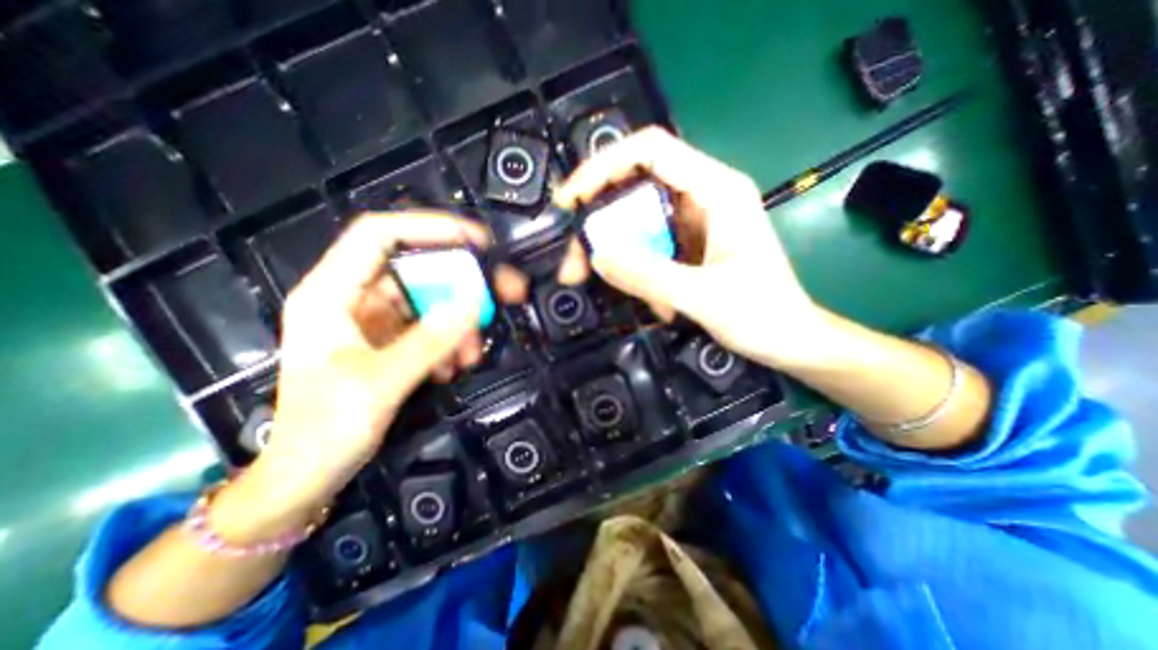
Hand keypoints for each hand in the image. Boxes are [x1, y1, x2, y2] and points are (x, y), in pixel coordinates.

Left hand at [210, 210, 528, 538]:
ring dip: (457, 323)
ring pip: (429, 302)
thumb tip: (473, 304)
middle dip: (459, 284)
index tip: (475, 240)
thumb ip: (429, 342)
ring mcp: (374, 321)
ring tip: (470, 353)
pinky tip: (454, 365)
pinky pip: (430, 328)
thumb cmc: (324, 430)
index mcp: (331, 294)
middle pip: (416, 270)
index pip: (379, 236)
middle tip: (498, 295)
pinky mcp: (390, 341)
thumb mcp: (380, 383)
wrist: (307, 476)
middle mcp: (353, 299)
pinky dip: (449, 341)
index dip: (428, 228)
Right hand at [553, 126, 816, 370]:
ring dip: (611, 250)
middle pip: (634, 187)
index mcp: (717, 190)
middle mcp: (703, 195)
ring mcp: (693, 221)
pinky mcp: (687, 245)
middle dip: (597, 221)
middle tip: (574, 261)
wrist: (789, 339)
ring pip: (636, 219)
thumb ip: (648, 276)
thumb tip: (597, 256)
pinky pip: (646, 245)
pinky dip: (633, 269)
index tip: (569, 201)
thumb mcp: (703, 296)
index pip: (650, 151)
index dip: (602, 167)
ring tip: (594, 283)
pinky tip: (646, 302)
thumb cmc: (762, 315)